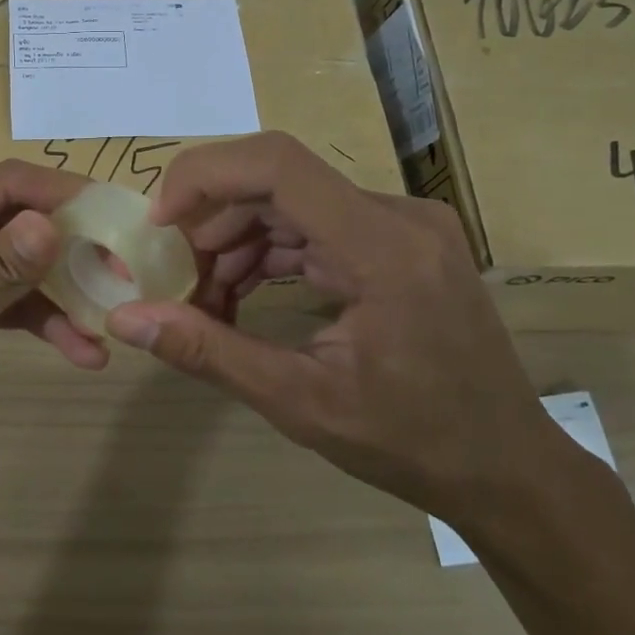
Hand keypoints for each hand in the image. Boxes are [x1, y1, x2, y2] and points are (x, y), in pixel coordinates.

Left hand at [0, 160, 102, 477]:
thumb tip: (51, 221)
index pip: (0, 183)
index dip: (59, 192)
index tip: (113, 212)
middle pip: (12, 221)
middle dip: (68, 247)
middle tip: (122, 272)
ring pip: (13, 263)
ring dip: (58, 292)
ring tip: (107, 324)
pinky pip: (1, 297)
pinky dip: (35, 318)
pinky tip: (78, 350)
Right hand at [102, 131, 558, 523]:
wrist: (509, 469)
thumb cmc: (413, 443)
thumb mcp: (300, 403)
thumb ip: (209, 351)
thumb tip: (126, 319)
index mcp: (383, 248)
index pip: (278, 165)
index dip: (205, 177)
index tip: (159, 223)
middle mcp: (397, 216)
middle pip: (277, 179)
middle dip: (211, 219)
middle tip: (173, 273)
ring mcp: (402, 225)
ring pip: (291, 200)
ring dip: (236, 239)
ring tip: (202, 295)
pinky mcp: (398, 241)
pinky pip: (315, 225)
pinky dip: (268, 252)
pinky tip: (239, 294)